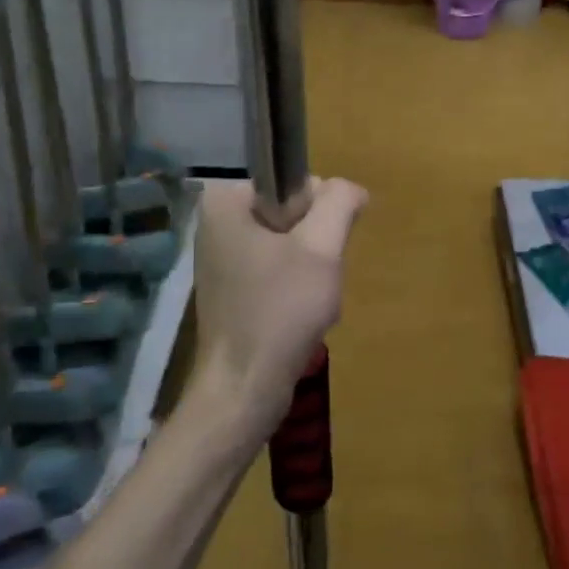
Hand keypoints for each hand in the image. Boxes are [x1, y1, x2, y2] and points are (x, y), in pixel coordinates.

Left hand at [188, 177, 367, 439]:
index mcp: (227, 201)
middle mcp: (218, 223)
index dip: (318, 212)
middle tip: (313, 280)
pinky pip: (279, 271)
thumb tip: (351, 189)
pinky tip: (300, 316)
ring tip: (309, 302)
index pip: (295, 181)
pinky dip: (298, 290)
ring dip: (312, 271)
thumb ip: (339, 203)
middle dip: (315, 245)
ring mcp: (223, 258)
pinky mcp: (232, 289)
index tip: (315, 249)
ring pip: (292, 244)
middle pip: (294, 212)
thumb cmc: (280, 310)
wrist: (244, 388)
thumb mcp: (321, 247)